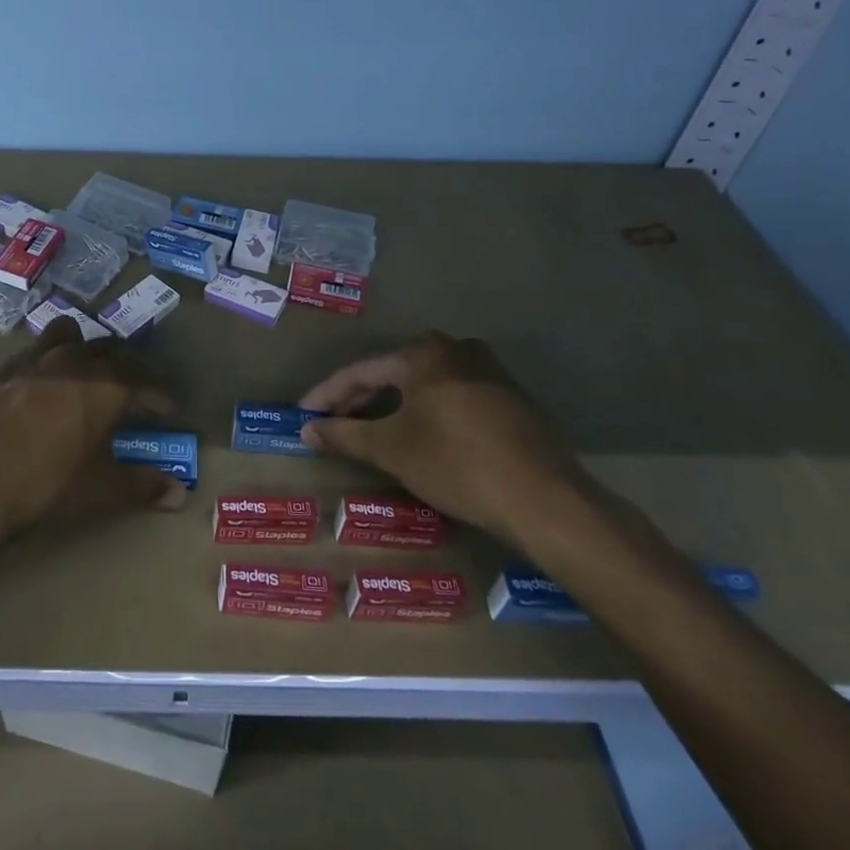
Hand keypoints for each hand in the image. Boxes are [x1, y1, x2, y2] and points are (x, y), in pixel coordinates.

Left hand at [0, 318, 188, 539]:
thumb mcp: (100, 490)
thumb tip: (178, 493)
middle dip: (127, 365)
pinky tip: (38, 380)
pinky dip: (43, 360)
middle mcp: (72, 364)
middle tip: (134, 386)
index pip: (142, 380)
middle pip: (108, 350)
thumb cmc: (46, 485)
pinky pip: (29, 354)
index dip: (158, 393)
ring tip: (86, 364)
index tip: (168, 408)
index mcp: (104, 386)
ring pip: (65, 336)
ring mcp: (32, 363)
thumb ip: (140, 486)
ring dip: (83, 346)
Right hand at [300, 332, 592, 550]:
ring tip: (371, 431)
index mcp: (423, 353)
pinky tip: (420, 437)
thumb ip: (344, 435)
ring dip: (394, 407)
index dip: (327, 396)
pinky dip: (427, 413)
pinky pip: (453, 398)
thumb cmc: (457, 465)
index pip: (360, 371)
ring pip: (425, 386)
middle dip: (360, 401)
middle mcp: (457, 349)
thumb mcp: (392, 450)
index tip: (304, 415)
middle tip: (333, 424)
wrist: (546, 500)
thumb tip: (307, 430)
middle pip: (393, 374)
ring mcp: (489, 372)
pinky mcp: (511, 399)